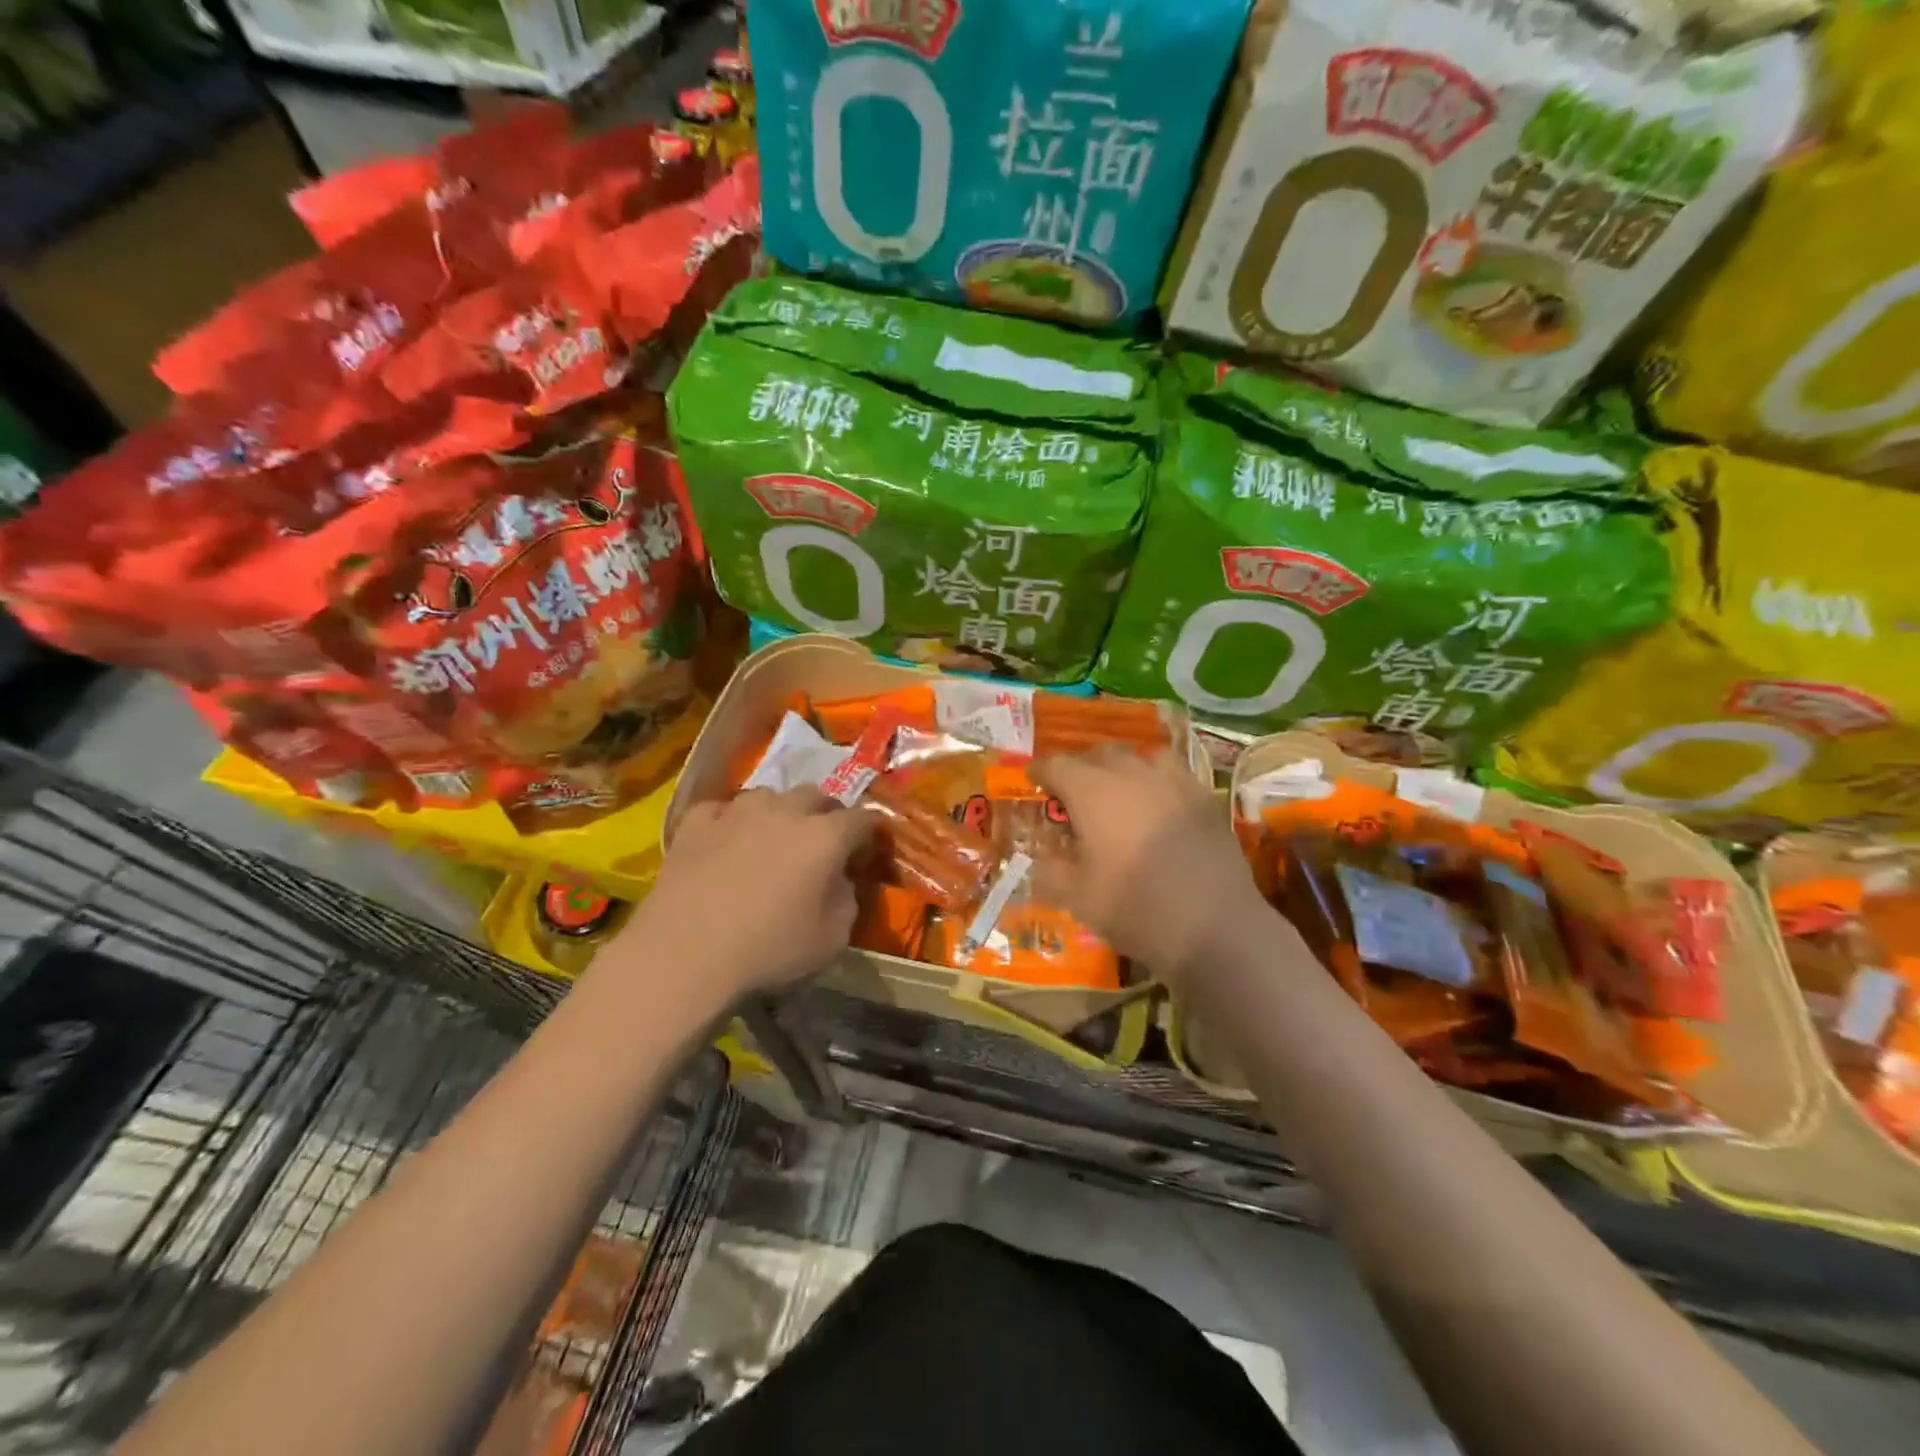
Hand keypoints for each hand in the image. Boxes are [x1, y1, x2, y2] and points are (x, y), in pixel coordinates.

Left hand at [616, 787, 873, 1000]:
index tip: (868, 851)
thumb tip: (839, 880)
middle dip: (826, 815)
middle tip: (823, 844)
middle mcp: (785, 811)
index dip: (871, 833)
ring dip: (779, 813)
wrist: (684, 955)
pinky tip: (725, 842)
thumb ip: (847, 900)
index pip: (863, 819)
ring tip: (772, 839)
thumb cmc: (769, 950)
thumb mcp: (833, 939)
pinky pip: (722, 810)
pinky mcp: (696, 823)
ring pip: (769, 796)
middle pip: (817, 796)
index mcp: (826, 836)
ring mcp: (737, 812)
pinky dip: (730, 822)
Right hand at [1031, 748, 1267, 987]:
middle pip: (1099, 754)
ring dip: (1122, 767)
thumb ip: (1052, 870)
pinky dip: (1157, 780)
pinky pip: (1173, 773)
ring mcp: (1173, 781)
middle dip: (1081, 768)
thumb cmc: (1136, 910)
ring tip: (1119, 790)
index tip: (1034, 781)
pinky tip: (1158, 804)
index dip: (1041, 772)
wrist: (1215, 926)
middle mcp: (1131, 774)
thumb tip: (1042, 857)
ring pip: (1140, 756)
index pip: (1058, 765)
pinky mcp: (1204, 797)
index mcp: (1093, 792)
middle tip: (1073, 793)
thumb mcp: (1078, 898)